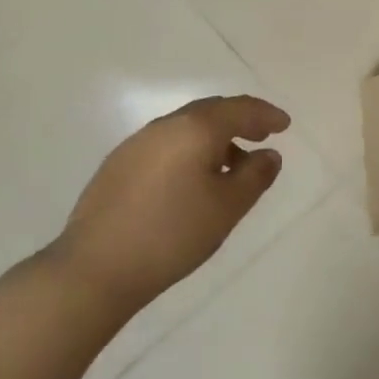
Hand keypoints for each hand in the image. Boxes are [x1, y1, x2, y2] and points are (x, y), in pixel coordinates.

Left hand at [51, 95, 289, 315]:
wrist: (94, 270)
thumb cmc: (172, 234)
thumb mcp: (227, 208)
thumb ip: (255, 176)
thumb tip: (269, 154)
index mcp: (195, 128)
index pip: (240, 108)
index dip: (266, 114)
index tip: (285, 125)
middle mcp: (165, 125)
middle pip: (211, 111)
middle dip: (240, 121)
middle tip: (261, 135)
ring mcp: (137, 144)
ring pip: (186, 128)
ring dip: (213, 138)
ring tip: (229, 166)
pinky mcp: (117, 166)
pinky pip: (165, 145)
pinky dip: (188, 151)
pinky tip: (190, 182)